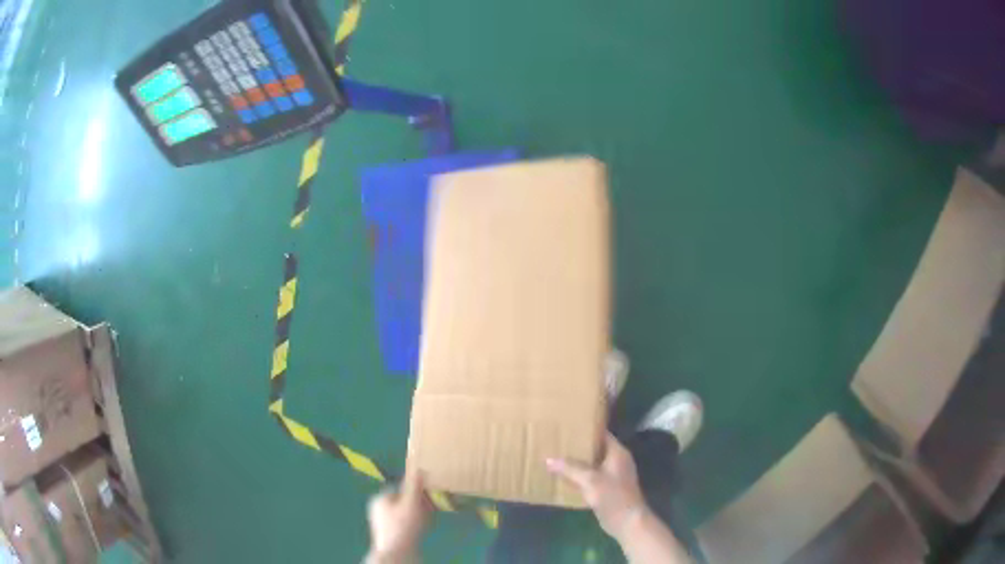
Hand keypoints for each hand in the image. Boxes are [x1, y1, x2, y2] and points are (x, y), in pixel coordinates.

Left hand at [366, 466, 431, 561]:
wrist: (397, 554)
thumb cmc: (403, 526)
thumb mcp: (411, 503)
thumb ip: (414, 486)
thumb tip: (417, 468)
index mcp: (379, 499)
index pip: (399, 489)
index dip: (415, 491)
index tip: (428, 496)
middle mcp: (379, 510)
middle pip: (403, 501)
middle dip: (418, 503)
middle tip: (431, 507)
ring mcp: (384, 524)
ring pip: (405, 514)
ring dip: (419, 514)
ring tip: (430, 518)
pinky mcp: (391, 535)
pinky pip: (405, 525)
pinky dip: (416, 524)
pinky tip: (424, 527)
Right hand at [546, 433, 648, 540]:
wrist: (626, 521)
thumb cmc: (612, 496)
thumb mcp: (590, 480)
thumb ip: (570, 468)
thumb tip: (549, 459)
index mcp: (618, 453)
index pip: (602, 434)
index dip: (587, 429)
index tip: (568, 425)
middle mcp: (617, 461)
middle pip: (596, 448)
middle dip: (579, 446)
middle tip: (558, 441)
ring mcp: (613, 475)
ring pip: (593, 464)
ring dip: (578, 462)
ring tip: (557, 457)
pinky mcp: (608, 488)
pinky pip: (592, 477)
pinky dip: (580, 475)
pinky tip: (564, 477)